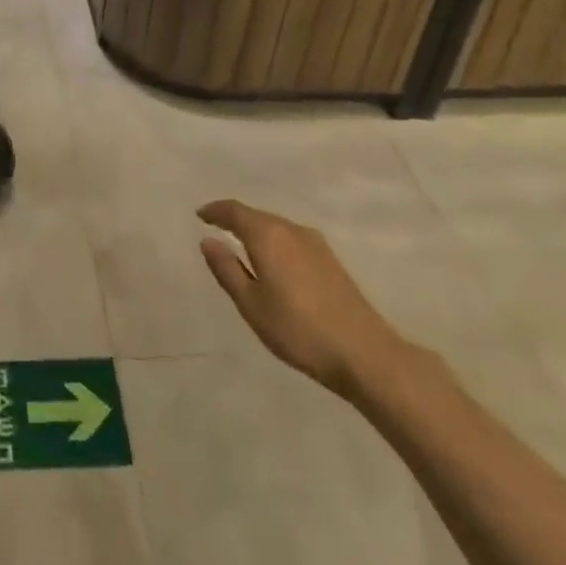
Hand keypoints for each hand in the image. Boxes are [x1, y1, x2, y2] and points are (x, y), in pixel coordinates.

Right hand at [198, 200, 406, 398]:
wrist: (365, 354)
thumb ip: (226, 269)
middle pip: (257, 216)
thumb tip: (208, 241)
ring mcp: (315, 244)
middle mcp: (291, 230)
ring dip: (257, 231)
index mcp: (268, 235)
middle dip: (235, 220)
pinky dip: (275, 242)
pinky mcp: (331, 260)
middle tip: (217, 229)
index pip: (234, 211)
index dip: (215, 211)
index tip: (200, 215)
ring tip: (242, 246)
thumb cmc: (298, 329)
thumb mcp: (251, 304)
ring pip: (277, 227)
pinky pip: (292, 239)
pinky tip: (274, 263)